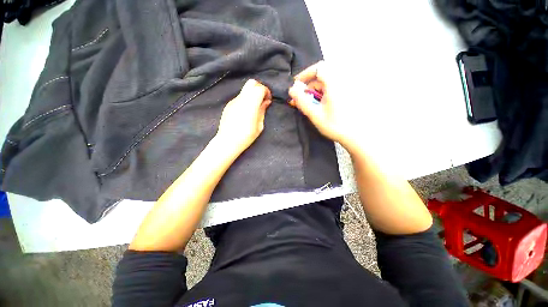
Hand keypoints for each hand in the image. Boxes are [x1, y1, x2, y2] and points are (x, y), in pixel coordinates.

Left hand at [216, 79, 271, 155]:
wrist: (227, 141)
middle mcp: (241, 99)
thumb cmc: (246, 136)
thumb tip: (266, 102)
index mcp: (250, 104)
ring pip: (245, 90)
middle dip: (259, 88)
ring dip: (252, 94)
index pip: (260, 88)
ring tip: (255, 107)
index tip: (268, 100)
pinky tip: (246, 112)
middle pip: (251, 83)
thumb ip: (262, 111)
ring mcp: (233, 101)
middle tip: (262, 99)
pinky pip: (239, 98)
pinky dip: (245, 100)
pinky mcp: (229, 105)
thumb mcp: (259, 126)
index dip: (266, 91)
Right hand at [289, 61, 356, 149]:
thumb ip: (302, 101)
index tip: (296, 85)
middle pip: (321, 77)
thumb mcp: (315, 114)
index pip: (318, 68)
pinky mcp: (348, 93)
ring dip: (315, 92)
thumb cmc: (335, 125)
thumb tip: (291, 90)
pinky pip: (332, 89)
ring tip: (311, 106)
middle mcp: (342, 81)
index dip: (305, 74)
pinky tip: (321, 106)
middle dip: (308, 87)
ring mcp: (347, 87)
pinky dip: (323, 95)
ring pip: (326, 84)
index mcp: (335, 83)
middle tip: (301, 101)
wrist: (356, 135)